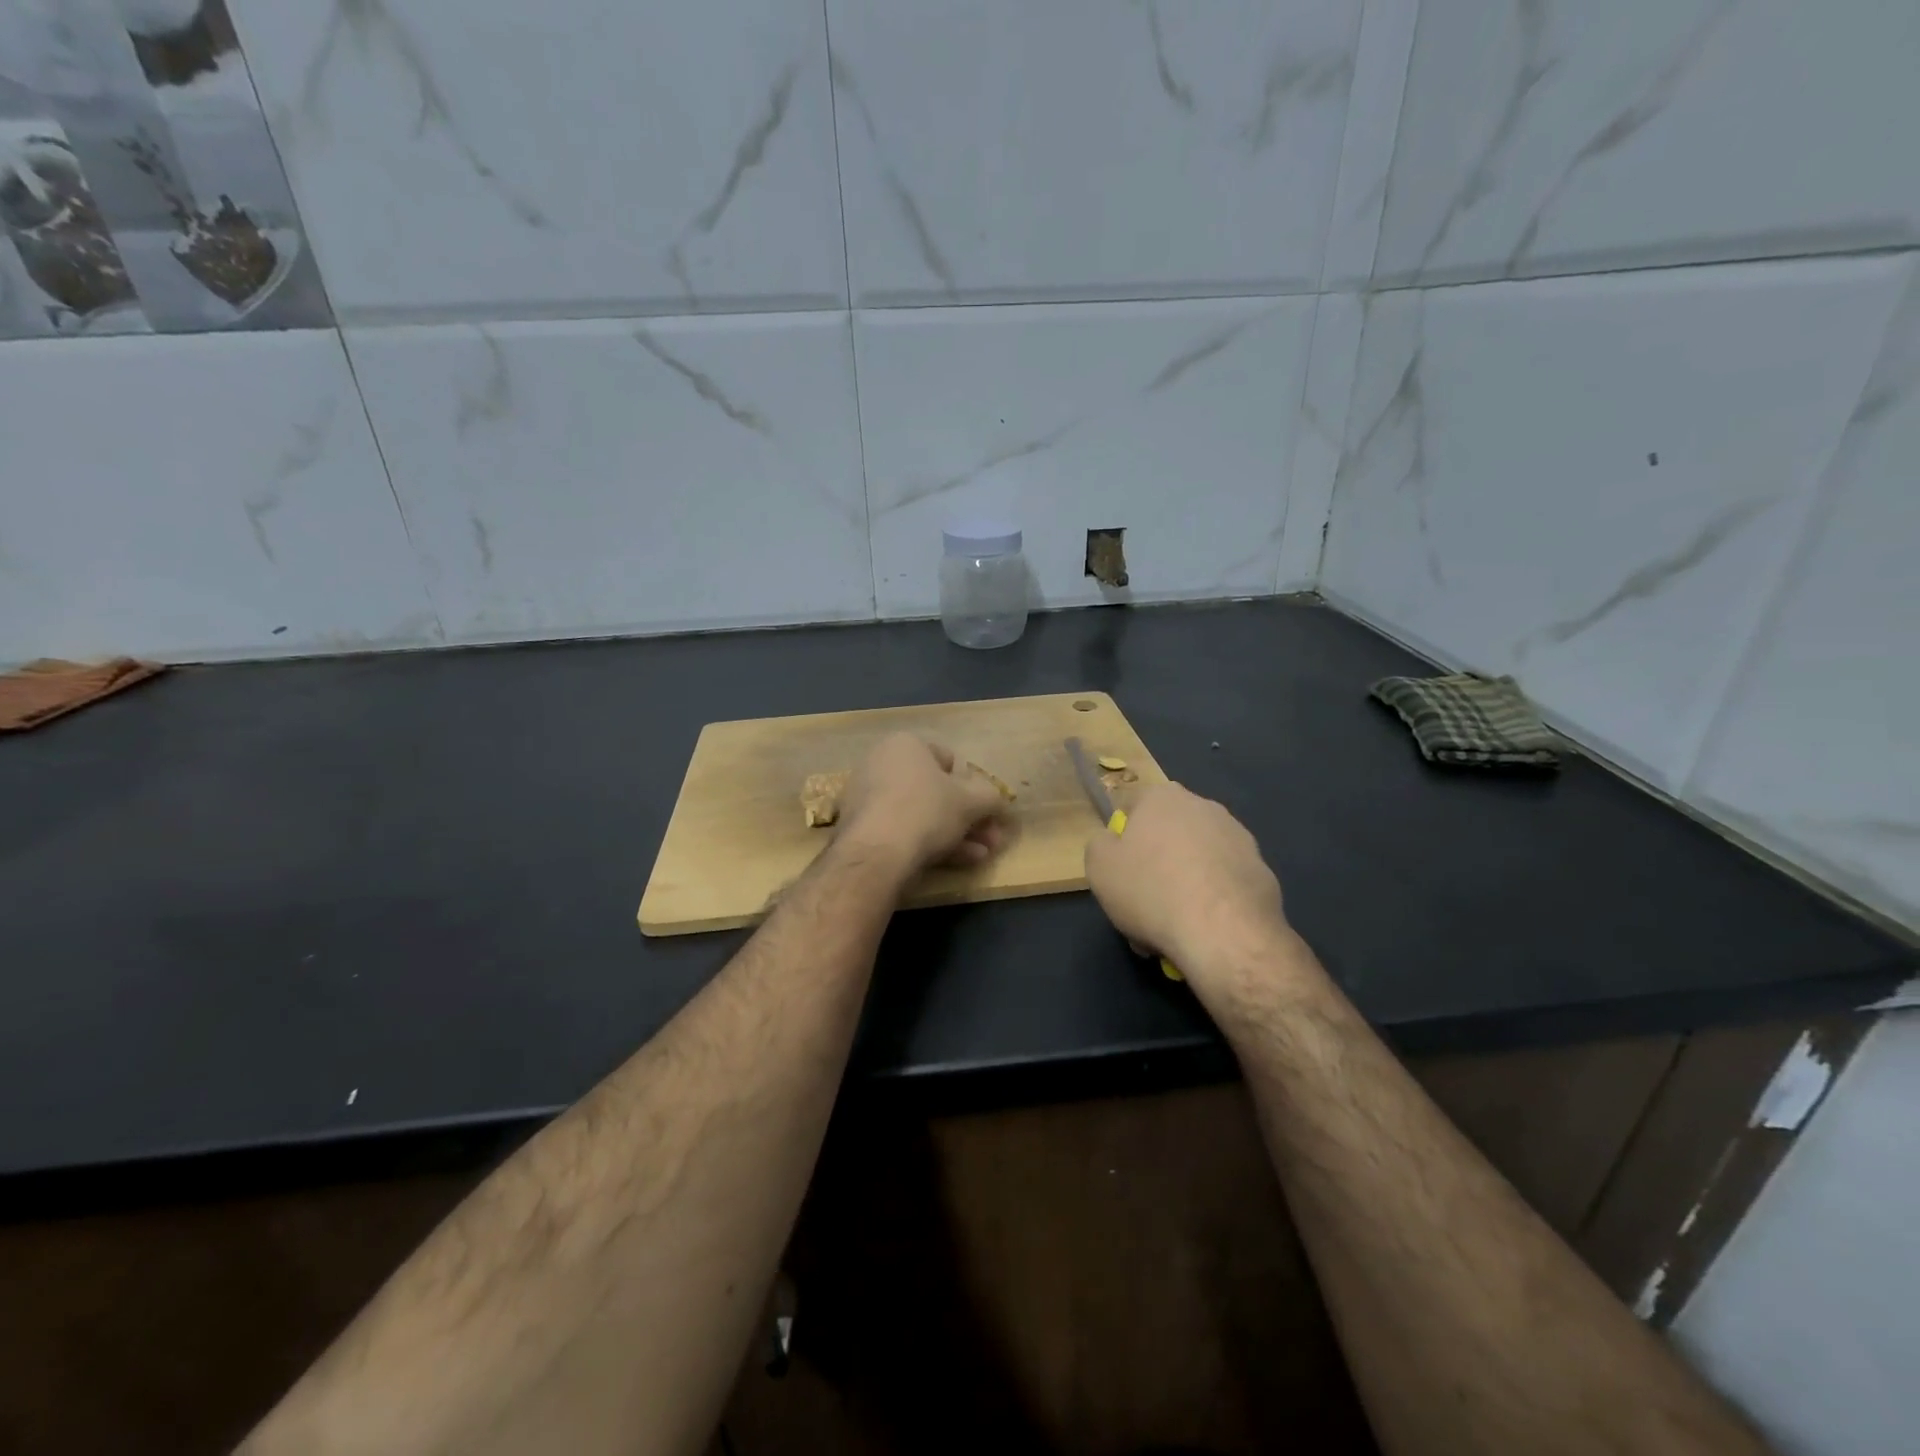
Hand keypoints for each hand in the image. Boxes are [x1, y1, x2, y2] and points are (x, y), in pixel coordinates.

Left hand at [836, 733, 1009, 874]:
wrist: (876, 853)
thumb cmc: (927, 811)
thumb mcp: (972, 802)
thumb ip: (990, 797)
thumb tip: (997, 799)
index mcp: (905, 744)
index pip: (948, 759)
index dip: (972, 785)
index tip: (985, 809)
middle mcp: (881, 763)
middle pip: (935, 791)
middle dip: (968, 817)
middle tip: (991, 838)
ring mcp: (867, 797)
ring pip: (922, 814)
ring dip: (956, 834)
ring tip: (981, 855)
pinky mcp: (861, 828)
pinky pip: (902, 830)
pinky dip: (929, 842)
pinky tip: (957, 862)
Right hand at [1084, 784, 1295, 990]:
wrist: (1224, 933)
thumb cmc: (1151, 890)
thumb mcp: (1099, 867)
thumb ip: (1100, 844)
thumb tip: (1113, 841)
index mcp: (1163, 797)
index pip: (1132, 806)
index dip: (1121, 839)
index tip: (1119, 870)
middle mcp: (1204, 807)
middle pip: (1167, 834)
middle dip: (1155, 864)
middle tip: (1143, 903)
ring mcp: (1239, 837)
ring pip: (1196, 860)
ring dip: (1183, 884)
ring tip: (1173, 926)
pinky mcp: (1262, 870)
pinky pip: (1223, 882)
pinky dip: (1212, 900)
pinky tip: (1202, 930)